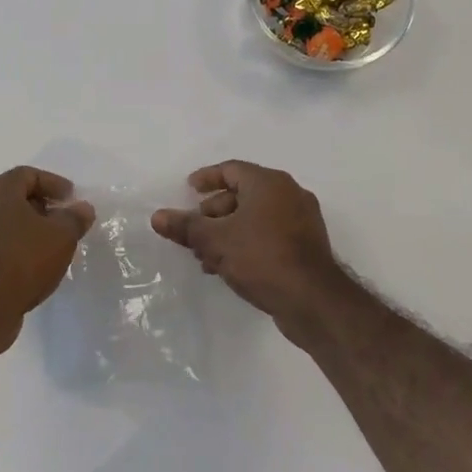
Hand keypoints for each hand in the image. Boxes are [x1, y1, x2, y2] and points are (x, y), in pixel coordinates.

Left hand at [0, 168, 94, 351]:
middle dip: (42, 206)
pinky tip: (32, 265)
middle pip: (14, 196)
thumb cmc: (22, 260)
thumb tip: (82, 208)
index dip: (54, 184)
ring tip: (51, 245)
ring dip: (28, 229)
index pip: (28, 175)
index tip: (72, 199)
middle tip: (64, 221)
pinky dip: (14, 246)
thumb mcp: (61, 236)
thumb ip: (75, 218)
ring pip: (3, 221)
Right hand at [152, 161, 352, 346]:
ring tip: (206, 257)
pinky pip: (270, 234)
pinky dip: (248, 242)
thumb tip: (157, 216)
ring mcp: (302, 220)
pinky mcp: (307, 246)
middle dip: (214, 213)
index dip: (207, 178)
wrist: (314, 301)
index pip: (231, 169)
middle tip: (195, 232)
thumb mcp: (216, 241)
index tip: (189, 190)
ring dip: (228, 232)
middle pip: (243, 193)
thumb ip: (186, 227)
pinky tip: (230, 267)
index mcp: (269, 182)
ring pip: (255, 217)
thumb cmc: (262, 258)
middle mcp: (289, 194)